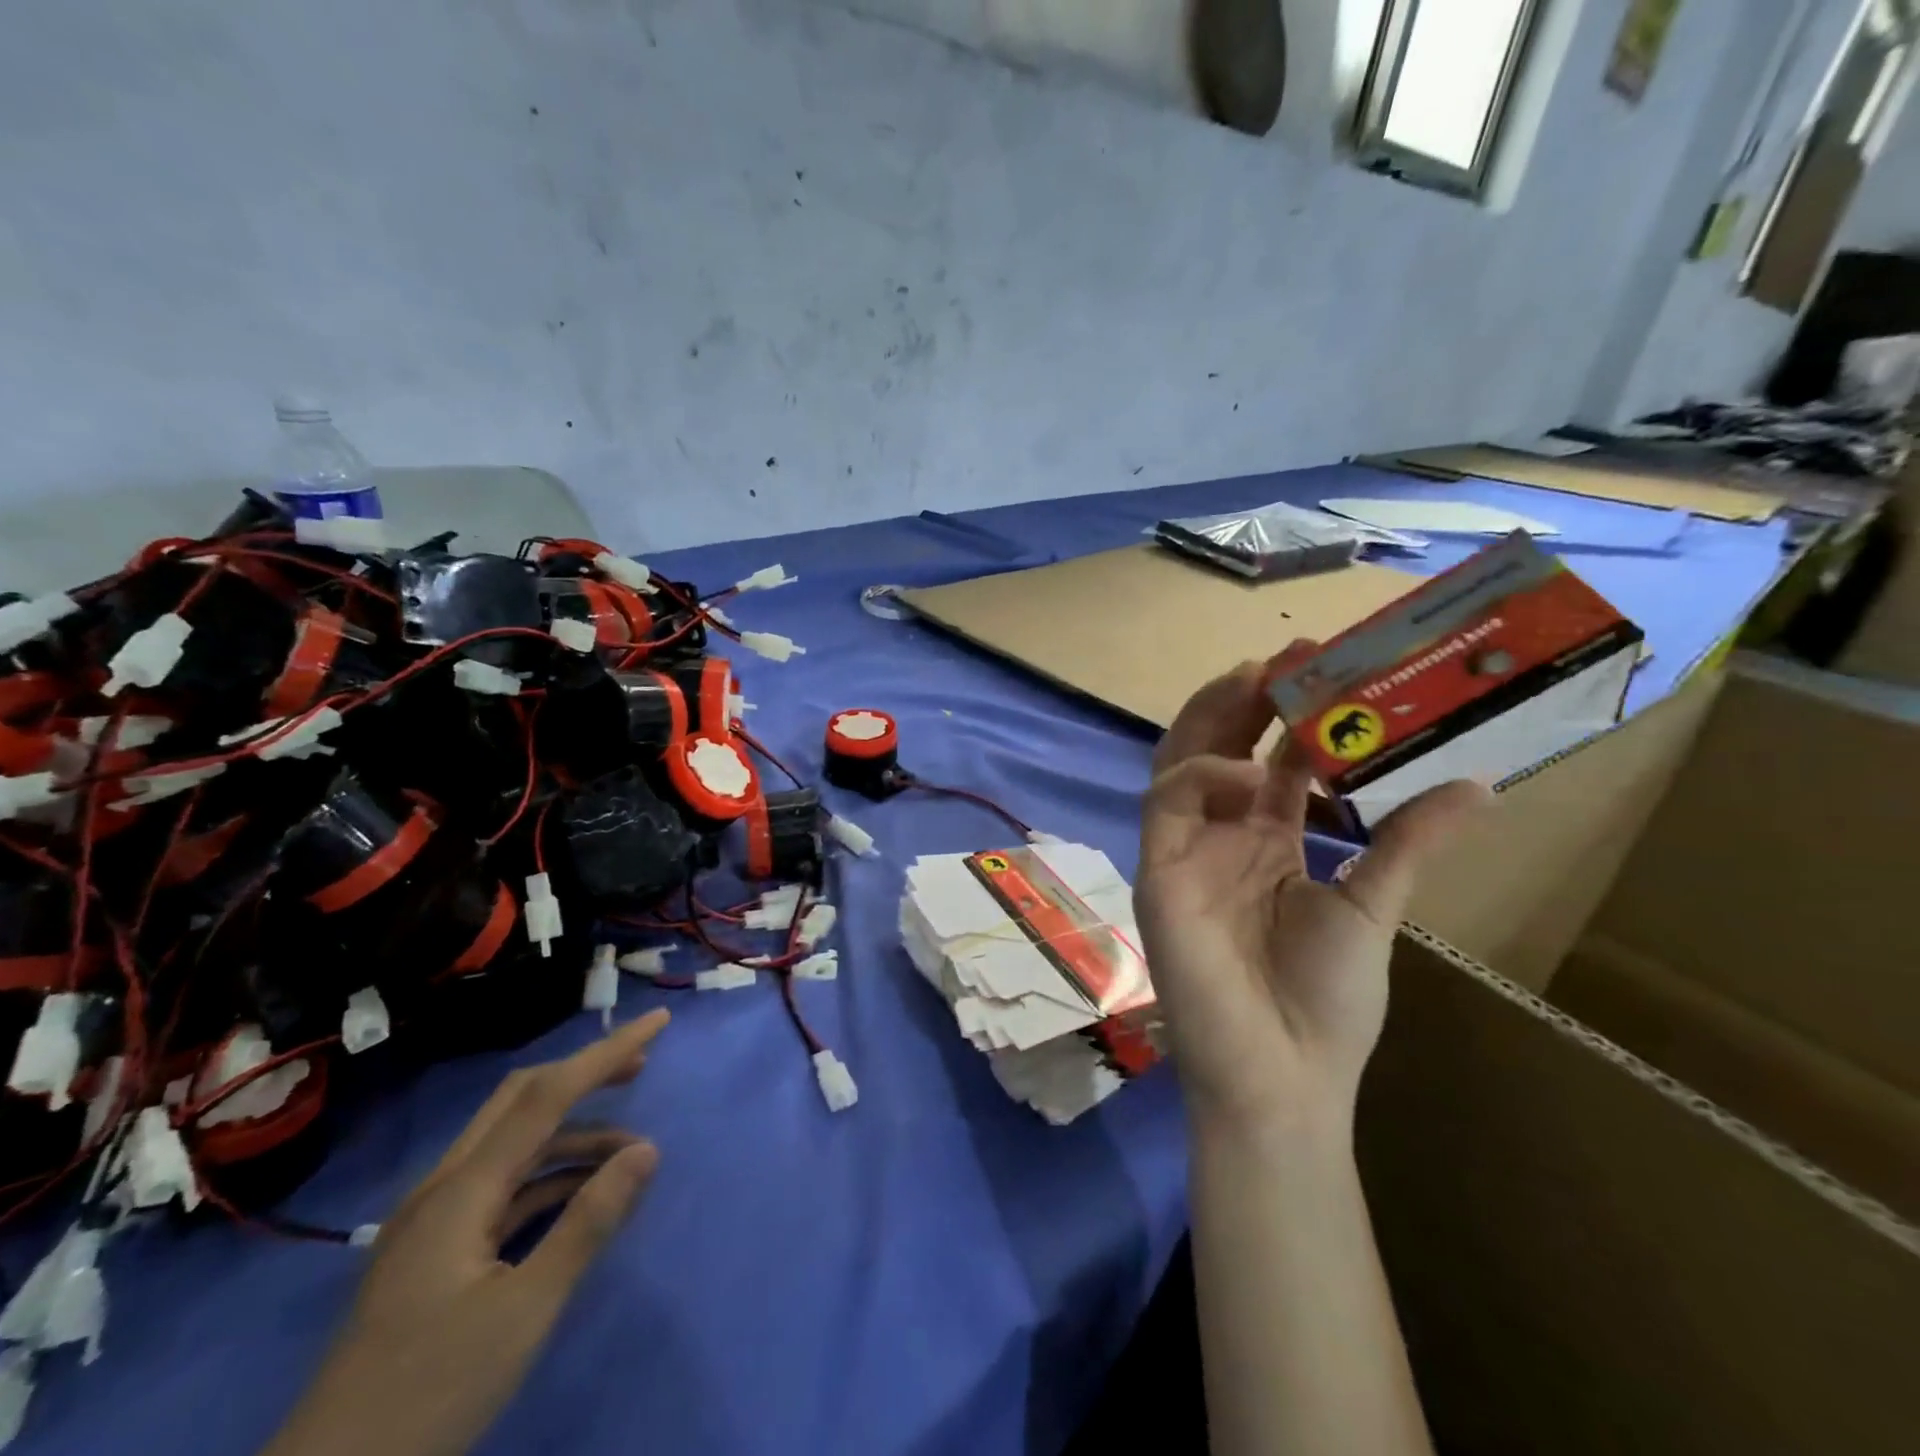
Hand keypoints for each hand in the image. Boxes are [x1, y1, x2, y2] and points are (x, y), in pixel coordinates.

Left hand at [263, 1010, 670, 1455]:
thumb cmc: (431, 1391)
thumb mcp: (525, 1310)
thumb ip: (589, 1223)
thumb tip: (648, 1151)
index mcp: (461, 1189)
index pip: (547, 1094)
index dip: (607, 1052)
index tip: (657, 1023)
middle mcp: (444, 1186)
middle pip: (522, 1100)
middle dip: (585, 1074)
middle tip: (642, 1067)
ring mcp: (435, 1218)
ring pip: (514, 1144)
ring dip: (574, 1135)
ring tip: (630, 1154)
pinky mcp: (436, 1250)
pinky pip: (503, 1186)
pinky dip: (550, 1175)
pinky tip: (582, 1195)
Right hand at [1136, 660, 1486, 1131]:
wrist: (1281, 1076)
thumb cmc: (1324, 1003)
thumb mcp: (1372, 907)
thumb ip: (1408, 841)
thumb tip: (1480, 784)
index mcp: (1266, 843)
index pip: (1269, 763)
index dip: (1290, 718)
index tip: (1324, 670)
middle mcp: (1220, 837)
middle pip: (1216, 748)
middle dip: (1242, 701)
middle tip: (1283, 658)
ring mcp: (1185, 851)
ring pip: (1179, 761)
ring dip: (1210, 718)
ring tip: (1251, 679)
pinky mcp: (1158, 871)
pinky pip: (1165, 803)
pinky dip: (1201, 774)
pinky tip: (1246, 770)